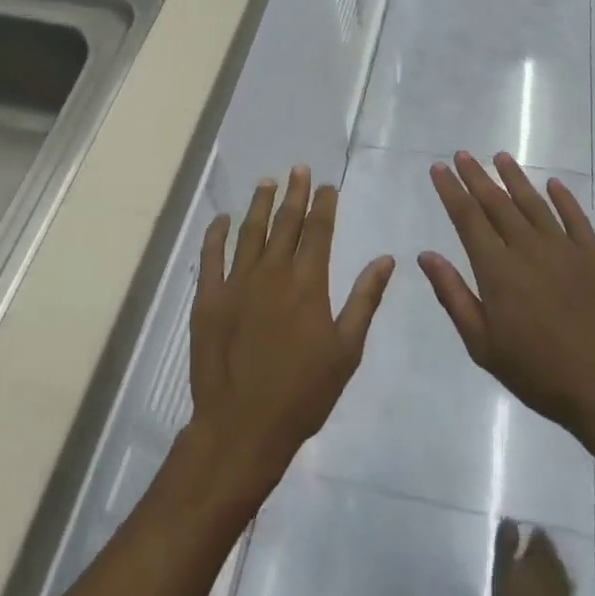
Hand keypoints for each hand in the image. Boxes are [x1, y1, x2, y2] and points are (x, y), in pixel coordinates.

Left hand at [187, 167, 394, 493]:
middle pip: (285, 222)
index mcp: (308, 282)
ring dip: (259, 204)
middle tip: (299, 169)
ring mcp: (237, 283)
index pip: (318, 230)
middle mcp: (272, 272)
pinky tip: (221, 219)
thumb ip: (364, 300)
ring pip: (249, 232)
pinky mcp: (209, 299)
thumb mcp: (346, 350)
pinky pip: (211, 257)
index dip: (323, 204)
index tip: (326, 185)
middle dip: (294, 193)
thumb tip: (385, 259)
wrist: (243, 427)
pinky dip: (216, 234)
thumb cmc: (303, 393)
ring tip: (267, 182)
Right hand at [421, 152, 594, 449]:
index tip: (438, 168)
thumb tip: (426, 255)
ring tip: (500, 157)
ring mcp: (565, 249)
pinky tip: (552, 184)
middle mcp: (528, 248)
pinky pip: (575, 218)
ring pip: (533, 203)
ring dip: (515, 178)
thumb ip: (453, 296)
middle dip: (476, 176)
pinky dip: (562, 198)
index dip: (451, 190)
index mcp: (497, 270)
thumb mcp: (483, 344)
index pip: (467, 218)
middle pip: (497, 202)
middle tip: (462, 154)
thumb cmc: (538, 373)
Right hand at [482, 519, 572, 595]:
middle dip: (546, 549)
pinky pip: (564, 592)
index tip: (528, 531)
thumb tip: (510, 521)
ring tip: (541, 563)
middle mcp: (554, 580)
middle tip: (533, 544)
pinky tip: (550, 586)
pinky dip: (558, 583)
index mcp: (538, 565)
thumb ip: (505, 548)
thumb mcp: (499, 577)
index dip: (537, 535)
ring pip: (560, 574)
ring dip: (553, 566)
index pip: (543, 541)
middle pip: (553, 557)